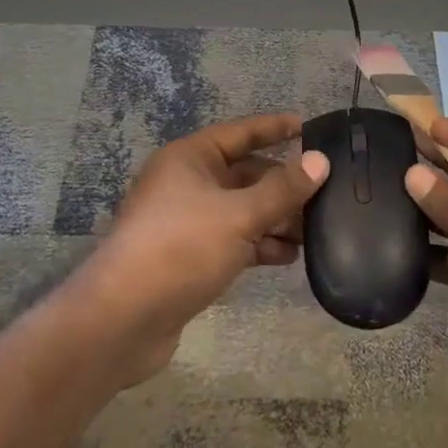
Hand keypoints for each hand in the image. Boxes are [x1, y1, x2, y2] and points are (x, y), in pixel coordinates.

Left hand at [75, 113, 329, 384]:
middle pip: (244, 174)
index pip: (240, 132)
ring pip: (242, 210)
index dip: (274, 128)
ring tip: (315, 230)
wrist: (122, 320)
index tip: (309, 127)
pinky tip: (289, 256)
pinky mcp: (190, 257)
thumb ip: (282, 189)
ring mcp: (187, 222)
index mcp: (190, 158)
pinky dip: (259, 244)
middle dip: (283, 185)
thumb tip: (320, 160)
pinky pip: (234, 240)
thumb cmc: (180, 249)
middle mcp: (187, 183)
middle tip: (325, 193)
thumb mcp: (238, 215)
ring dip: (275, 218)